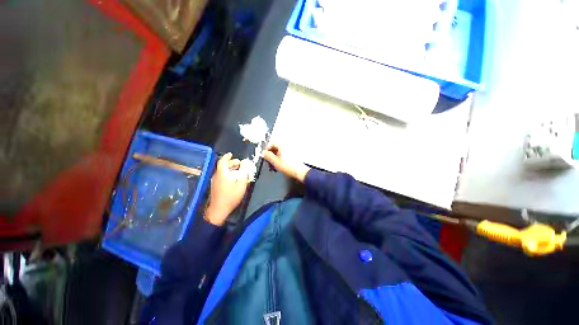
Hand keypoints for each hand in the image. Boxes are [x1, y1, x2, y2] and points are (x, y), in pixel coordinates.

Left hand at [205, 153, 248, 225]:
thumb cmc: (230, 198)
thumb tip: (246, 170)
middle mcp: (217, 176)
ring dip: (230, 169)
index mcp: (222, 174)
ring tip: (238, 170)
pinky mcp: (215, 187)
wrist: (218, 210)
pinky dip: (227, 174)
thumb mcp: (241, 186)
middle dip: (231, 163)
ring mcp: (215, 182)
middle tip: (239, 164)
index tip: (231, 154)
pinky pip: (221, 176)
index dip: (227, 157)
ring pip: (222, 171)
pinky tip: (233, 178)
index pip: (222, 161)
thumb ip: (244, 176)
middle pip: (223, 166)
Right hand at [263, 143, 309, 182]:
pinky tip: (280, 164)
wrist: (299, 172)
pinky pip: (285, 154)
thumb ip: (268, 156)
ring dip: (276, 156)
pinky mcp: (294, 155)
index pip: (272, 143)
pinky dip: (281, 158)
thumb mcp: (275, 162)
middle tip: (269, 160)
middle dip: (271, 153)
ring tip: (274, 163)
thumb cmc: (289, 167)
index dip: (267, 149)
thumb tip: (264, 153)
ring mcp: (291, 150)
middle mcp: (287, 146)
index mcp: (282, 145)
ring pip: (280, 151)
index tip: (265, 154)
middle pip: (276, 147)